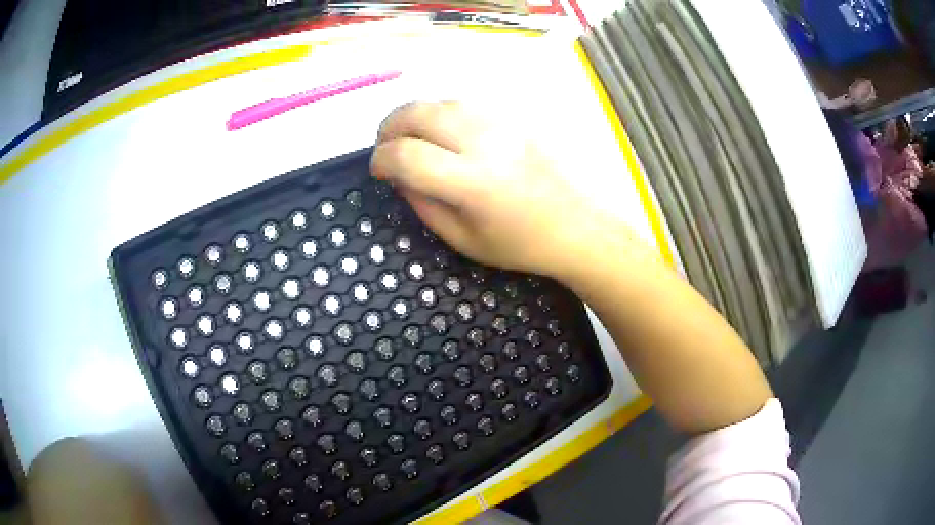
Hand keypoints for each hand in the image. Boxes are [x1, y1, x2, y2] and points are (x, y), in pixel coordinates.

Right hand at [370, 102, 640, 279]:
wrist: (576, 225)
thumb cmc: (520, 243)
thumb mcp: (463, 240)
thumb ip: (423, 205)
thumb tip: (398, 175)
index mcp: (472, 183)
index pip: (407, 155)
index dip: (380, 160)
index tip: (377, 170)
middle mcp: (485, 142)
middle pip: (418, 114)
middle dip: (389, 127)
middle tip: (385, 145)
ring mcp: (502, 124)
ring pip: (441, 102)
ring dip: (414, 116)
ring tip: (408, 136)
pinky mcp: (514, 118)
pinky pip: (465, 104)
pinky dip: (441, 113)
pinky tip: (442, 132)